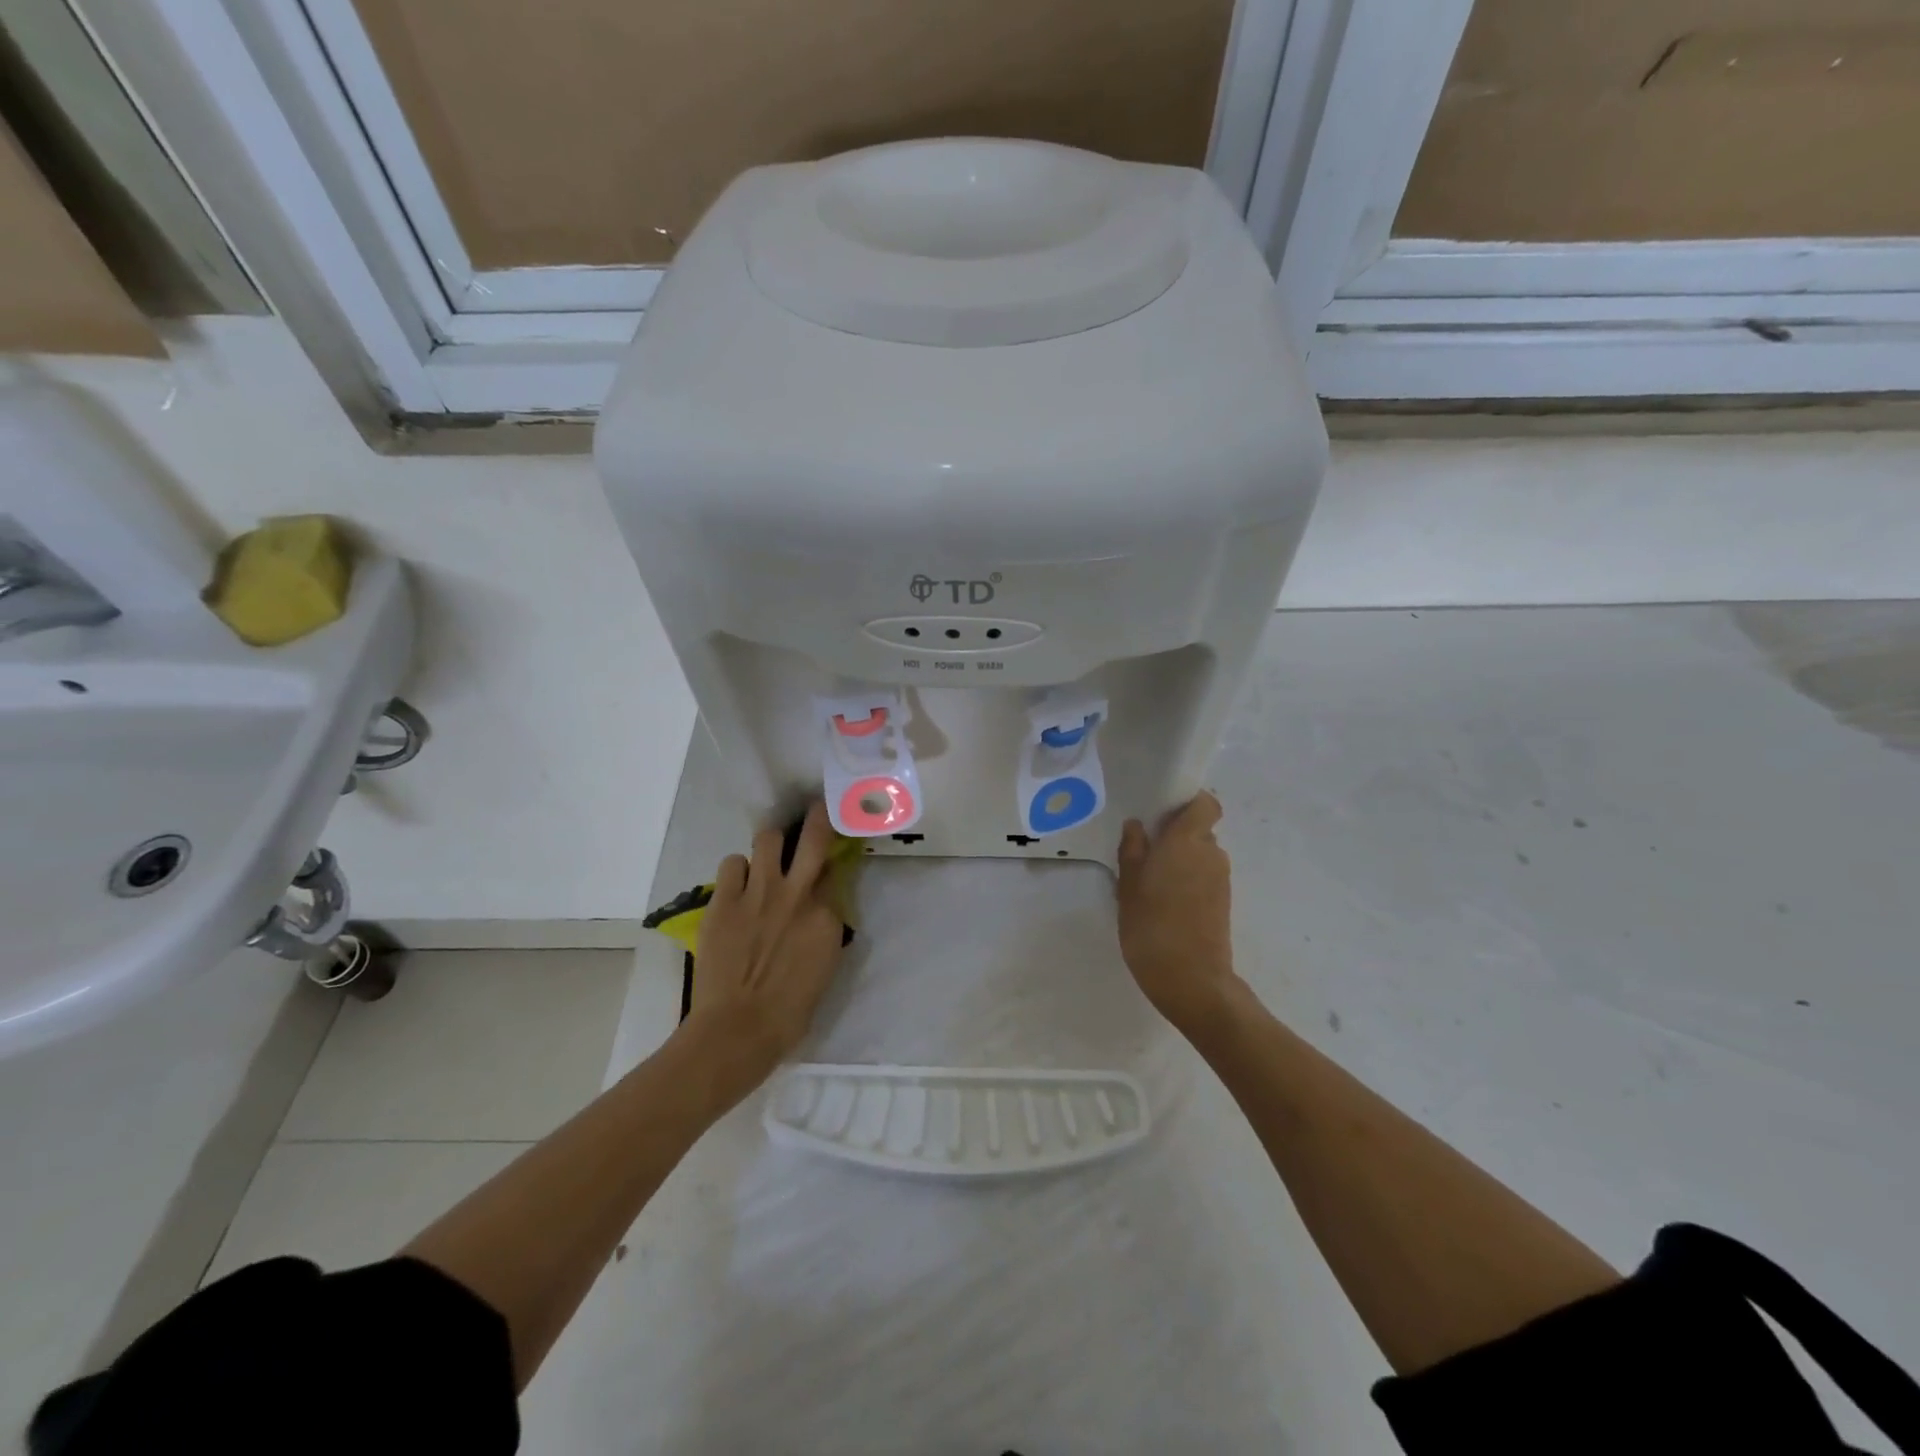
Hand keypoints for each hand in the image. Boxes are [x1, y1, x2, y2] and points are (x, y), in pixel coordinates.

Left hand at [689, 802, 846, 1081]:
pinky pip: (732, 864)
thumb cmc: (789, 1012)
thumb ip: (824, 930)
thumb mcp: (824, 967)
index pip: (834, 873)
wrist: (738, 1029)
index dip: (831, 863)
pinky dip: (738, 871)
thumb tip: (820, 909)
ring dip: (770, 846)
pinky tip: (737, 886)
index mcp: (827, 916)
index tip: (828, 860)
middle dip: (817, 816)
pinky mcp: (725, 900)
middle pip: (813, 837)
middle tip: (816, 809)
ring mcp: (759, 892)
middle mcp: (797, 894)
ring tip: (765, 857)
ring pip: (768, 839)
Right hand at [1117, 792, 1244, 1039]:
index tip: (1163, 810)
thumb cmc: (1151, 926)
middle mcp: (1210, 853)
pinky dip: (1188, 879)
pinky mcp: (1223, 901)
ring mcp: (1220, 879)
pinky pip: (1204, 876)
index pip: (1206, 804)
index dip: (1189, 801)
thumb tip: (1136, 826)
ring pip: (1201, 854)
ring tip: (1151, 880)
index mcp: (1187, 841)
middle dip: (1176, 835)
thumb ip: (1132, 851)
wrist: (1191, 979)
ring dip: (1181, 859)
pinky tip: (1164, 901)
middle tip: (1145, 849)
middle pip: (1199, 830)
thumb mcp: (1128, 887)